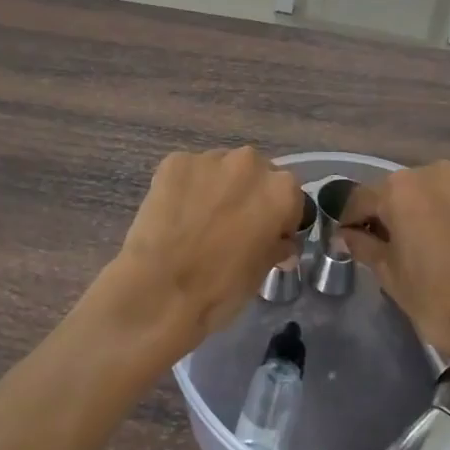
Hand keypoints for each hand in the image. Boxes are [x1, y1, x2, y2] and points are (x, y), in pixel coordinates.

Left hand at [96, 148, 306, 361]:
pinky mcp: (174, 162)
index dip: (281, 218)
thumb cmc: (220, 288)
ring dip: (217, 187)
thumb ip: (276, 246)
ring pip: (221, 169)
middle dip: (248, 195)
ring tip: (200, 219)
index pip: (290, 197)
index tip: (269, 236)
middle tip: (233, 225)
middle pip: (255, 174)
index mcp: (280, 190)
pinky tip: (175, 214)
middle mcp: (249, 163)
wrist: (159, 291)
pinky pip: (188, 172)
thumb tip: (282, 243)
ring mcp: (209, 159)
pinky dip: (186, 187)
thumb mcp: (261, 272)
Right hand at [337, 161, 449, 389]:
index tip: (350, 241)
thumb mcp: (390, 276)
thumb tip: (348, 235)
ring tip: (432, 251)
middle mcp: (436, 175)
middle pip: (402, 192)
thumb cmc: (438, 300)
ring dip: (428, 215)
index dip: (352, 221)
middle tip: (392, 249)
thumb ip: (364, 246)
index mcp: (401, 189)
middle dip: (393, 215)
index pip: (362, 199)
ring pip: (437, 196)